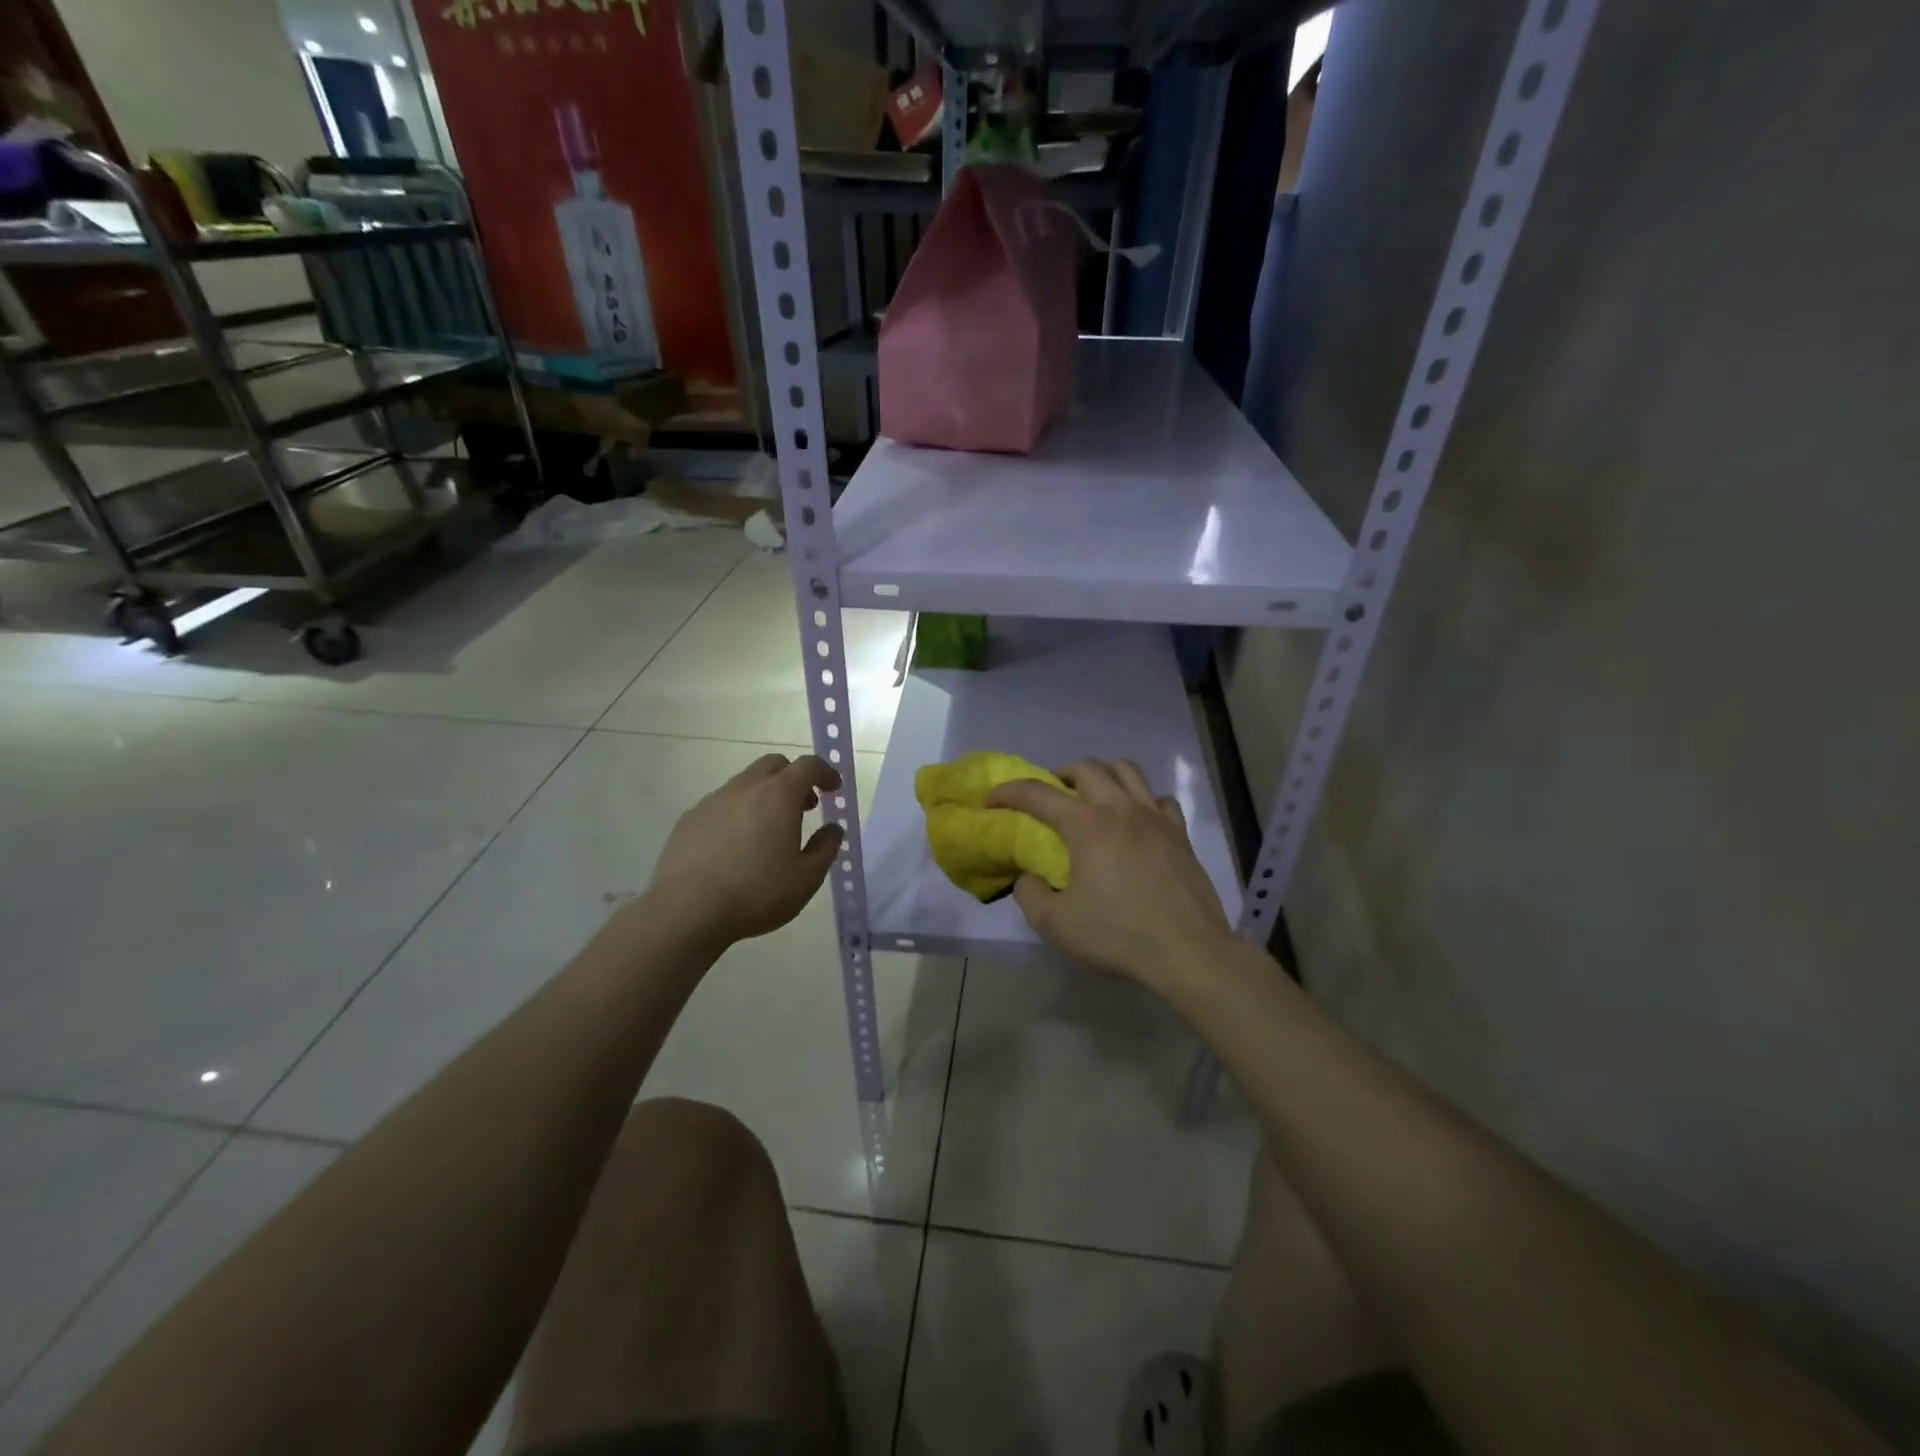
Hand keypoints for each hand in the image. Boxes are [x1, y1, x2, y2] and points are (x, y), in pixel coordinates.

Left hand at [649, 753, 843, 942]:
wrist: (687, 910)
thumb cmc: (756, 892)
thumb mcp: (807, 878)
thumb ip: (826, 848)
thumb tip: (833, 829)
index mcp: (779, 796)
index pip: (808, 765)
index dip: (825, 772)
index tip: (833, 788)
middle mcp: (745, 788)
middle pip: (774, 765)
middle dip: (794, 778)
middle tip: (804, 806)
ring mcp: (713, 801)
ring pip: (745, 783)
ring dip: (764, 796)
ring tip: (769, 831)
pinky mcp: (689, 819)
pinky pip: (721, 804)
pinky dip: (738, 813)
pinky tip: (735, 846)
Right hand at [987, 758, 1234, 990]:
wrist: (1188, 952)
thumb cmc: (1118, 935)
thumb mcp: (1055, 924)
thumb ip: (1030, 894)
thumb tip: (1029, 877)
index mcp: (1086, 825)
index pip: (1037, 793)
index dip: (1008, 792)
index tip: (992, 801)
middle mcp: (1120, 808)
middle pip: (1086, 767)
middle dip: (1059, 773)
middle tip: (1049, 794)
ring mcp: (1155, 817)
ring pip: (1126, 770)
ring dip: (1101, 772)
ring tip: (1091, 793)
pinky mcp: (1180, 834)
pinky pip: (1158, 798)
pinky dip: (1140, 798)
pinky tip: (1135, 818)